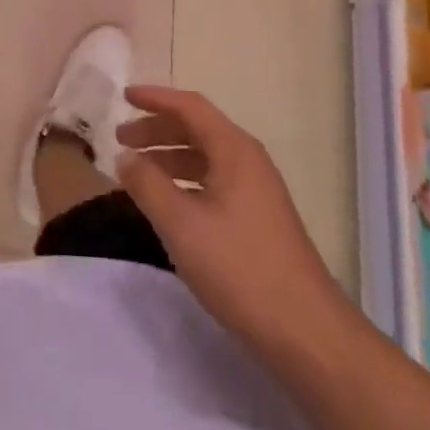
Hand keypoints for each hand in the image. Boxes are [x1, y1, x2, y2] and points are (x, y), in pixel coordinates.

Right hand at [116, 84, 345, 353]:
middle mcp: (248, 160)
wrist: (308, 334)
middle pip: (197, 128)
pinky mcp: (259, 218)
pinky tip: (168, 203)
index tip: (124, 96)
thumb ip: (148, 185)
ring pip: (205, 157)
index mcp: (234, 150)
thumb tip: (125, 157)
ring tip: (137, 172)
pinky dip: (185, 181)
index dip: (155, 98)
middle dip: (157, 129)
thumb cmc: (241, 269)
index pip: (189, 106)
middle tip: (121, 138)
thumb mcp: (183, 225)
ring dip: (169, 157)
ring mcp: (257, 190)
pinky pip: (214, 181)